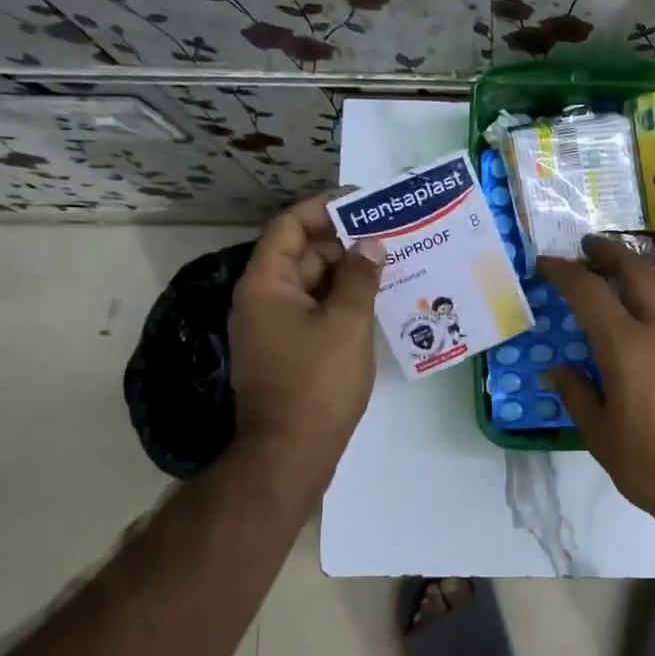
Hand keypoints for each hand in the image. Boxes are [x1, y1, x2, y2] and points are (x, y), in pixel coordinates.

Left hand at [229, 193, 385, 494]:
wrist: (290, 453)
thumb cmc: (317, 381)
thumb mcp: (347, 322)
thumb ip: (361, 277)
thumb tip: (371, 244)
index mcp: (266, 283)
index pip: (290, 225)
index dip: (325, 208)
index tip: (364, 202)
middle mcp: (262, 299)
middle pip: (302, 254)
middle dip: (344, 242)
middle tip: (389, 234)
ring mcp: (273, 327)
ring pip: (312, 284)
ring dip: (347, 273)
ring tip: (391, 263)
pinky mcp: (287, 350)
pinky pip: (314, 310)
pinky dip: (341, 301)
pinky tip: (377, 300)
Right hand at [539, 236, 654, 531]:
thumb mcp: (602, 438)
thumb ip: (578, 396)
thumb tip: (556, 371)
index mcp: (627, 347)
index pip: (589, 292)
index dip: (564, 272)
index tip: (547, 264)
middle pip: (636, 269)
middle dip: (608, 252)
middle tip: (589, 248)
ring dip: (648, 268)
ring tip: (632, 275)